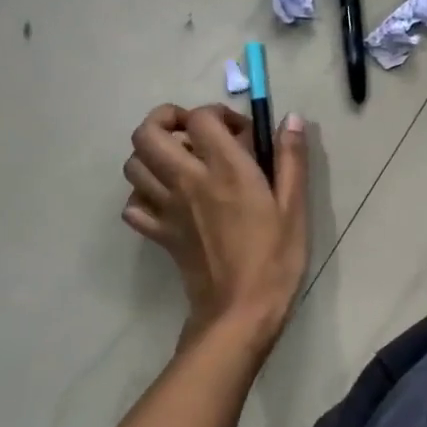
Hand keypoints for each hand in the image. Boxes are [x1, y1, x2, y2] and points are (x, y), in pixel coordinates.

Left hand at [122, 103, 309, 350]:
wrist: (240, 312)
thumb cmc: (274, 257)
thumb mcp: (293, 206)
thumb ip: (291, 158)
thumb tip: (292, 118)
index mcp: (225, 169)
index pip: (199, 118)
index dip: (216, 114)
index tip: (238, 132)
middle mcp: (187, 180)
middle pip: (147, 133)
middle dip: (165, 120)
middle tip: (192, 132)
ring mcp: (166, 208)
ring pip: (133, 165)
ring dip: (151, 154)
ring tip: (179, 162)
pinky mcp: (158, 234)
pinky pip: (133, 206)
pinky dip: (142, 195)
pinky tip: (166, 199)